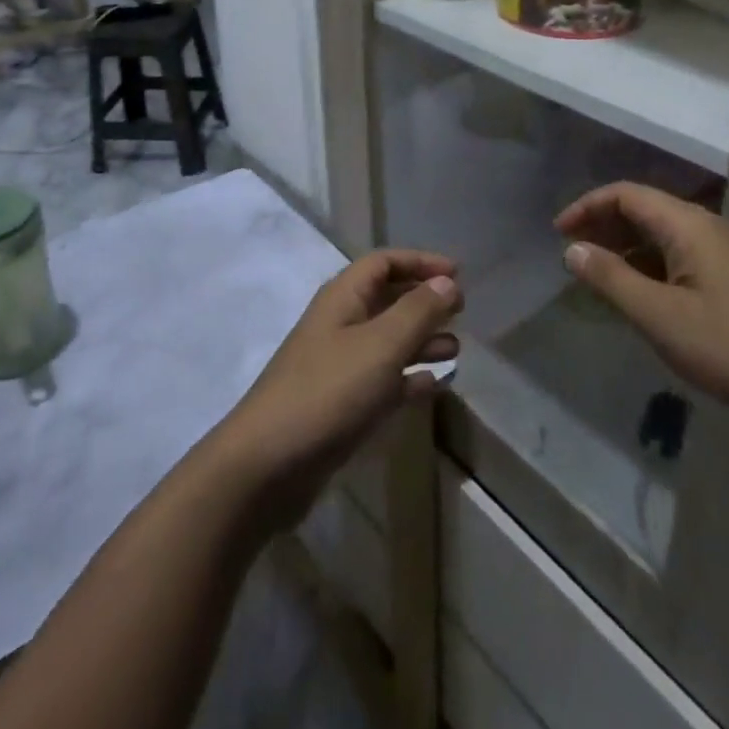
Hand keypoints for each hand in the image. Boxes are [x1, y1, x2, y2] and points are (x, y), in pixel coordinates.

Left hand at [214, 250, 461, 526]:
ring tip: (456, 348)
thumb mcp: (381, 346)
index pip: (383, 263)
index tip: (457, 274)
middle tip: (461, 310)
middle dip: (423, 300)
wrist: (267, 465)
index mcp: (342, 298)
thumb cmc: (328, 392)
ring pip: (386, 340)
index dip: (420, 262)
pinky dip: (407, 377)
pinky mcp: (339, 405)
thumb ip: (417, 311)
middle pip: (385, 298)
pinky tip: (433, 385)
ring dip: (420, 339)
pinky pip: (381, 380)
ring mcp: (337, 366)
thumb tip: (447, 281)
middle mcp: (339, 324)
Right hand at [556, 183, 728, 434]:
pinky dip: (652, 267)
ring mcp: (727, 253)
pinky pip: (682, 258)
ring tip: (600, 277)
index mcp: (687, 225)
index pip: (626, 194)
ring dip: (627, 248)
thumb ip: (613, 281)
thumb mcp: (663, 319)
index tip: (558, 233)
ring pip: (664, 236)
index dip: (587, 207)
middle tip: (573, 254)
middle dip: (604, 226)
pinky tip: (645, 298)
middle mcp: (707, 228)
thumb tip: (573, 249)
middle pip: (644, 210)